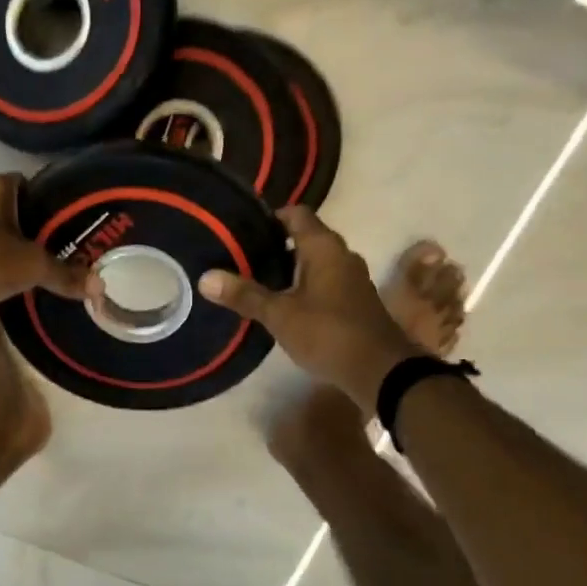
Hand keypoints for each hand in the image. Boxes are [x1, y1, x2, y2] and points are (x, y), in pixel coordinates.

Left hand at [0, 174, 97, 327]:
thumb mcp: (32, 267)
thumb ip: (65, 274)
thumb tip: (100, 287)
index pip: (27, 183)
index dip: (46, 201)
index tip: (64, 222)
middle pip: (8, 207)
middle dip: (27, 225)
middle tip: (54, 246)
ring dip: (5, 244)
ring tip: (32, 265)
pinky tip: (4, 280)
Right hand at [197, 206, 420, 409]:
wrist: (381, 371)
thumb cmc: (328, 333)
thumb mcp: (279, 315)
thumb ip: (244, 295)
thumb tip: (205, 277)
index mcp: (324, 247)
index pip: (296, 214)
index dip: (271, 217)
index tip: (243, 229)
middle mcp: (342, 255)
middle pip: (306, 237)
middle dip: (276, 244)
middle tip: (242, 255)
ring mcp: (352, 279)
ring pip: (316, 262)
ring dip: (291, 268)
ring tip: (257, 279)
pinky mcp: (356, 301)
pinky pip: (325, 282)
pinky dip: (304, 286)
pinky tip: (284, 304)